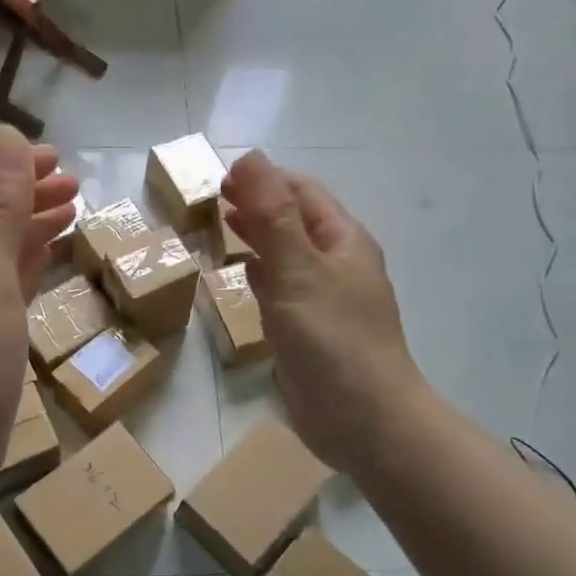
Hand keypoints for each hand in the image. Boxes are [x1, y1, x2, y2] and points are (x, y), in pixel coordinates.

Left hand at [0, 126, 78, 492]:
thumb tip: (7, 136)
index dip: (13, 167)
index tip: (59, 158)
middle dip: (28, 192)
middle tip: (76, 186)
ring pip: (0, 247)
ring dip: (33, 225)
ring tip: (72, 214)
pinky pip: (7, 282)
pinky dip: (30, 262)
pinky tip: (50, 261)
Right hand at [222, 151, 425, 475]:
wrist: (362, 418)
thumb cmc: (333, 339)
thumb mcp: (299, 269)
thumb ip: (272, 215)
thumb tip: (249, 157)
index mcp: (343, 240)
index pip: (302, 193)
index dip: (265, 179)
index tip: (221, 178)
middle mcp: (335, 264)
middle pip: (294, 221)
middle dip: (258, 206)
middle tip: (213, 201)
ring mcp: (322, 299)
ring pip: (285, 256)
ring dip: (256, 239)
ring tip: (219, 229)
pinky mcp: (308, 331)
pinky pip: (280, 292)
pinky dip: (259, 277)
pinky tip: (240, 277)